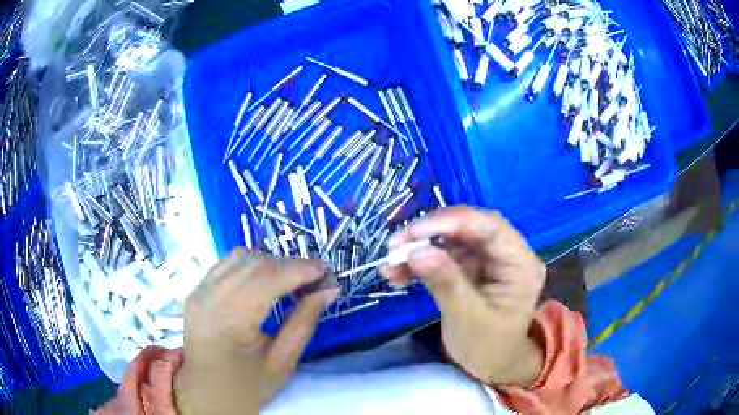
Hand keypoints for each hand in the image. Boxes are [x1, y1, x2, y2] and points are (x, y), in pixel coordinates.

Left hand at [174, 250, 338, 413]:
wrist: (206, 393)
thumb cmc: (247, 386)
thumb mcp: (282, 363)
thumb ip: (304, 323)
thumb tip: (329, 290)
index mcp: (229, 323)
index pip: (267, 280)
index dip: (299, 270)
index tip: (326, 271)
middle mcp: (208, 299)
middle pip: (254, 264)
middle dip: (289, 265)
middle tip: (315, 278)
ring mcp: (198, 292)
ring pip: (239, 258)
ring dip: (270, 263)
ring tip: (292, 280)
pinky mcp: (195, 291)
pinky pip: (226, 265)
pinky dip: (251, 265)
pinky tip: (264, 280)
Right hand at [382, 207, 545, 387]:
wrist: (493, 364)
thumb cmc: (488, 347)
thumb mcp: (467, 319)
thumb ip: (445, 282)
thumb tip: (415, 251)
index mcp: (520, 264)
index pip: (489, 226)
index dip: (450, 222)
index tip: (412, 233)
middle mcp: (507, 253)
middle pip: (469, 228)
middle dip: (430, 234)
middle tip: (395, 246)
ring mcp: (489, 259)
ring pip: (452, 240)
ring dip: (420, 249)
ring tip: (391, 266)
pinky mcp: (473, 267)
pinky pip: (445, 256)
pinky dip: (421, 262)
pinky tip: (398, 274)